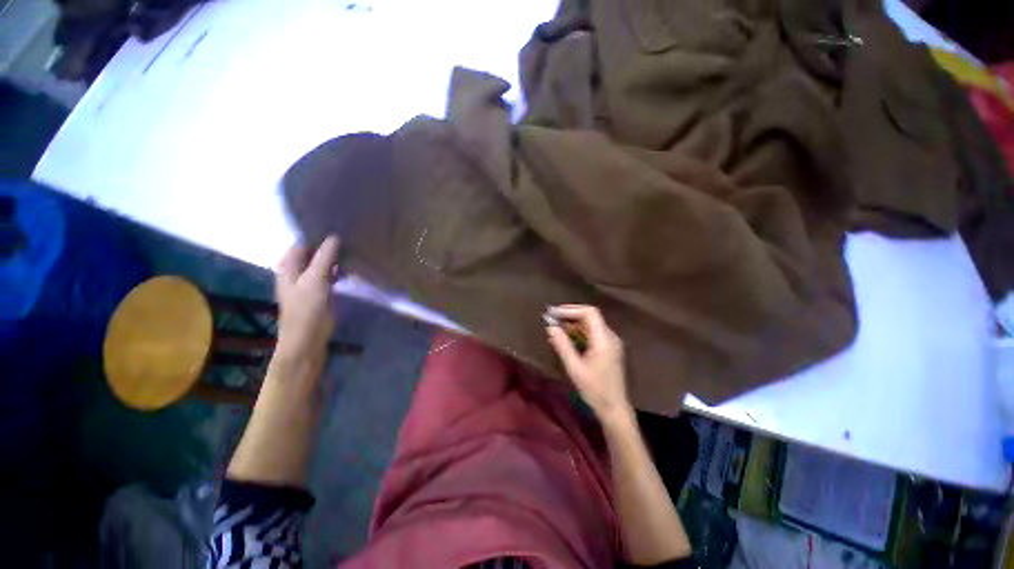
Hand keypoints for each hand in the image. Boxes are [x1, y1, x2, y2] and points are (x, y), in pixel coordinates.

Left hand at [274, 236, 339, 362]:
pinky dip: (336, 271)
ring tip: (351, 252)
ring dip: (333, 259)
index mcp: (288, 267)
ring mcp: (307, 283)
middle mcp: (296, 272)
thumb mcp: (315, 280)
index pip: (301, 243)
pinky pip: (327, 275)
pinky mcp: (319, 293)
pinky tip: (347, 270)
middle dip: (327, 247)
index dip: (317, 237)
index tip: (338, 231)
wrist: (307, 340)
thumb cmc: (307, 310)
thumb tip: (334, 237)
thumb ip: (324, 258)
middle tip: (348, 241)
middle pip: (311, 253)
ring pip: (321, 265)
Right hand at [546, 305, 631, 422]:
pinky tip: (567, 338)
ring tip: (556, 328)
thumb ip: (562, 345)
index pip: (589, 313)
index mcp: (604, 339)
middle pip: (590, 317)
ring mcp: (611, 343)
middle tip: (552, 319)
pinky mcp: (609, 349)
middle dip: (570, 315)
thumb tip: (550, 327)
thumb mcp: (574, 367)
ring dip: (574, 324)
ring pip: (591, 325)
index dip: (571, 309)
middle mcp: (610, 336)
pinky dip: (579, 333)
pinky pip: (593, 334)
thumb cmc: (594, 389)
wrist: (614, 408)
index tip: (554, 313)